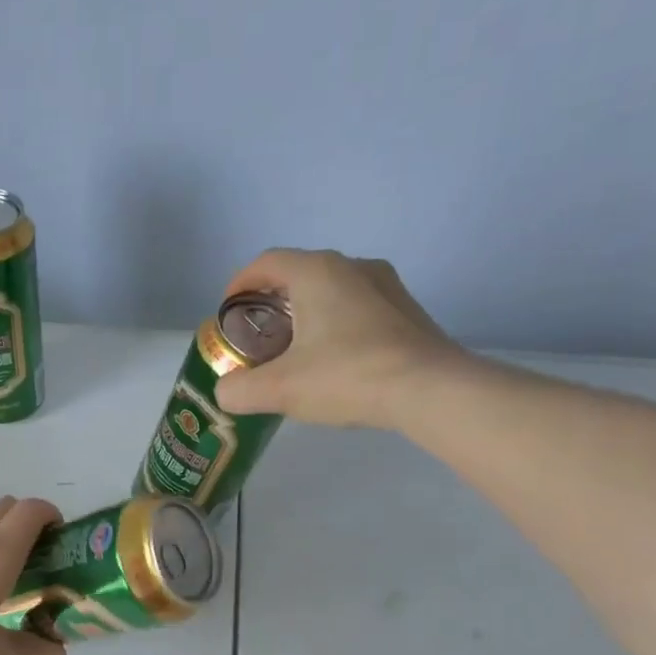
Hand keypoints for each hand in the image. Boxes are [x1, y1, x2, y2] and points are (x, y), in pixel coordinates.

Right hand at [213, 249, 468, 429]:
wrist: (429, 391)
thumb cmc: (346, 376)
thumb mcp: (279, 389)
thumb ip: (240, 390)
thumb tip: (226, 392)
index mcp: (316, 272)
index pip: (267, 262)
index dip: (240, 284)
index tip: (228, 311)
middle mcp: (352, 266)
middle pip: (299, 273)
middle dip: (271, 301)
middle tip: (256, 334)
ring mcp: (385, 286)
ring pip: (331, 289)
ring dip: (306, 312)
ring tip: (293, 348)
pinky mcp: (406, 311)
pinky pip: (357, 307)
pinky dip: (335, 323)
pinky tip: (333, 359)